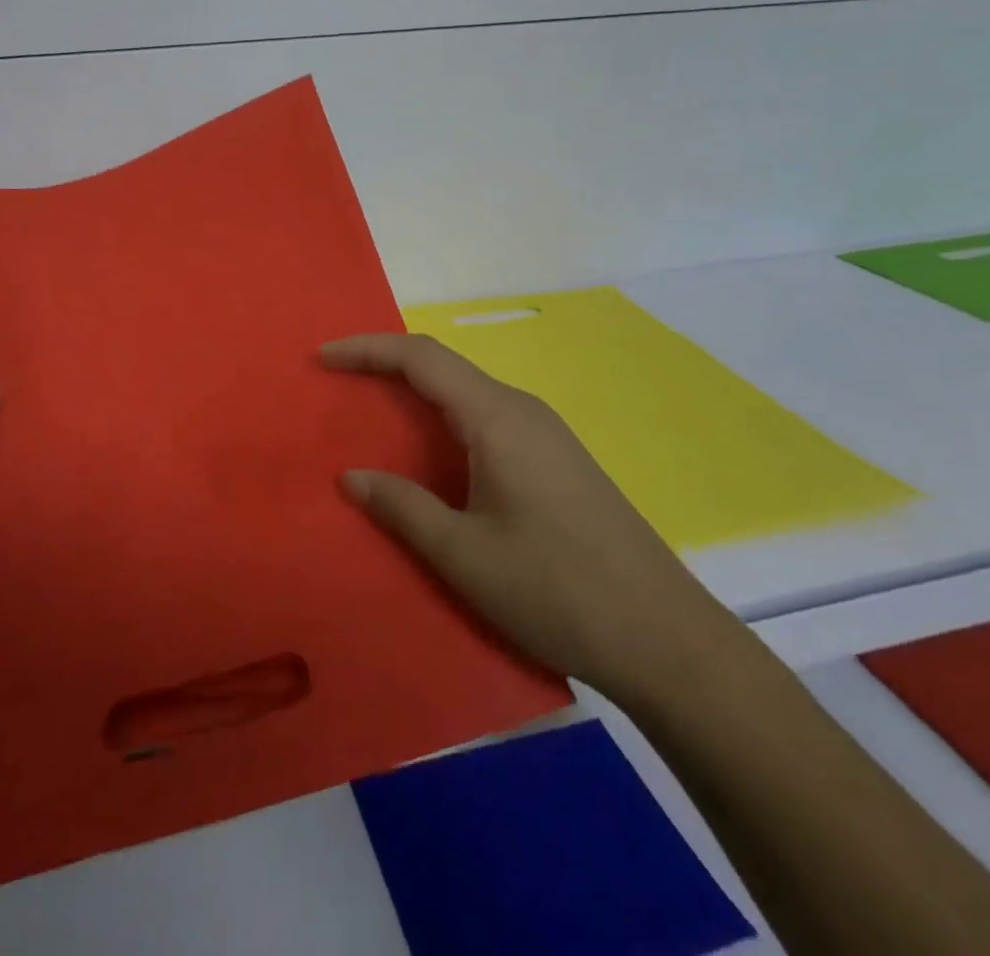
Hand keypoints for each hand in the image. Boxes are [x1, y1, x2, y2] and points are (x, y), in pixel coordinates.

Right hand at [323, 332, 730, 704]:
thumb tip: (353, 477)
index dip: (368, 349)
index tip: (324, 358)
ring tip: (375, 418)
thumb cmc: (556, 589)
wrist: (665, 639)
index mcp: (497, 418)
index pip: (422, 357)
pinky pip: (487, 419)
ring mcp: (546, 435)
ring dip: (417, 395)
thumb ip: (403, 507)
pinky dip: (445, 421)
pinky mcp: (558, 461)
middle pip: (445, 367)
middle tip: (340, 385)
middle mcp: (523, 411)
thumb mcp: (464, 554)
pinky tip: (433, 457)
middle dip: (387, 366)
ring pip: (468, 394)